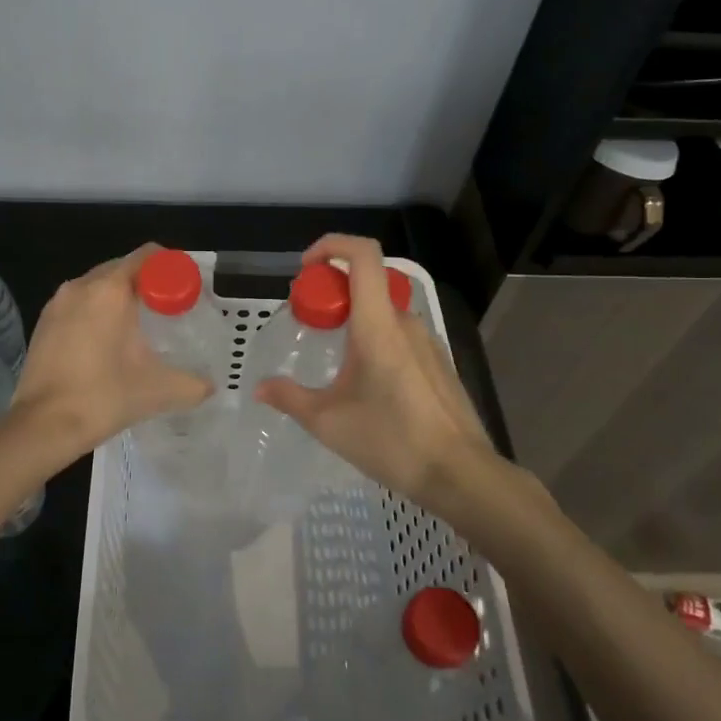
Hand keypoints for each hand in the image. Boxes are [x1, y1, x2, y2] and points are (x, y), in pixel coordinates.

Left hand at [10, 244, 211, 464]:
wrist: (42, 425)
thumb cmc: (103, 397)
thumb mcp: (159, 391)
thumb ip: (193, 384)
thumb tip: (210, 386)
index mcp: (110, 289)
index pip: (146, 256)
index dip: (170, 268)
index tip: (184, 291)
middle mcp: (81, 286)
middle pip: (121, 268)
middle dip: (146, 284)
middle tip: (167, 311)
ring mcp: (57, 303)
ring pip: (97, 286)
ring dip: (119, 298)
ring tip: (138, 328)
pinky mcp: (43, 323)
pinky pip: (78, 304)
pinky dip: (96, 313)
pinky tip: (107, 343)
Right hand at [254, 235, 502, 506]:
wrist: (461, 475)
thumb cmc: (391, 441)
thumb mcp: (327, 421)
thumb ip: (289, 398)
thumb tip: (260, 388)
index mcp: (378, 325)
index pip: (363, 255)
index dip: (332, 245)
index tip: (306, 268)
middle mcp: (406, 323)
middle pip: (369, 283)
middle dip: (334, 291)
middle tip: (310, 321)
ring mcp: (428, 342)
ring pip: (384, 312)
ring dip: (355, 319)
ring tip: (334, 359)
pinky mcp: (439, 364)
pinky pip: (401, 335)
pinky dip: (376, 339)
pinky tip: (367, 383)